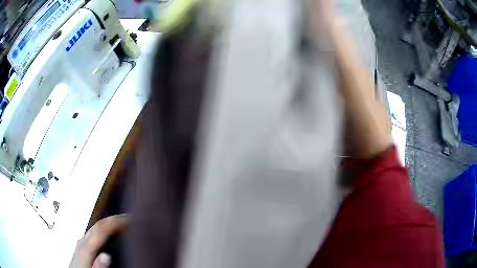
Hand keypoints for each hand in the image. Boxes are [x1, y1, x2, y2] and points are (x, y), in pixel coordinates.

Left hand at [69, 214, 127, 267]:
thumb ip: (98, 266)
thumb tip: (106, 256)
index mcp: (85, 248)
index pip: (101, 229)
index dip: (116, 222)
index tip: (129, 219)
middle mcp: (82, 241)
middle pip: (99, 224)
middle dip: (114, 219)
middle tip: (129, 218)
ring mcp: (81, 242)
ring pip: (96, 226)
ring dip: (110, 222)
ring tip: (122, 222)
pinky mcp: (82, 245)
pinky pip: (95, 231)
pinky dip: (105, 228)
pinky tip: (110, 233)